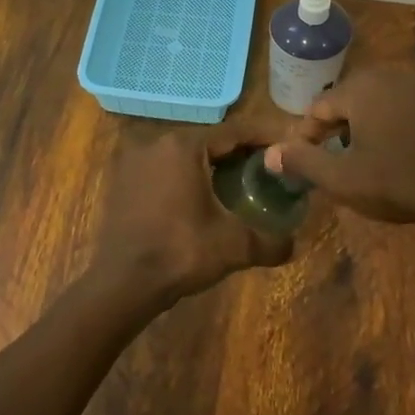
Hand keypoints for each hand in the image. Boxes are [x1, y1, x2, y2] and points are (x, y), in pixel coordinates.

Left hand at [96, 123, 294, 301]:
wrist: (122, 282)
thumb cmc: (180, 252)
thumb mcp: (235, 246)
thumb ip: (271, 241)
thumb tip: (293, 245)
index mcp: (183, 146)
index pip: (234, 132)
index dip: (264, 138)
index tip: (286, 146)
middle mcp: (155, 143)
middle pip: (208, 141)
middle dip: (238, 153)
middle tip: (266, 168)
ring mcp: (133, 162)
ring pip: (183, 156)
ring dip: (210, 166)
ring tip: (237, 184)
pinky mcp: (122, 183)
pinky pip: (162, 171)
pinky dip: (184, 178)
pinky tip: (201, 200)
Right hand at [267, 68, 414, 226]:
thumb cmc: (400, 182)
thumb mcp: (342, 179)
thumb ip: (302, 162)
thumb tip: (269, 154)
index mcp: (359, 88)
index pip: (316, 109)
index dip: (305, 139)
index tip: (303, 167)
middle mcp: (384, 76)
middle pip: (341, 102)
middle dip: (330, 133)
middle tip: (328, 167)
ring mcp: (412, 85)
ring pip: (366, 105)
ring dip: (354, 131)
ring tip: (353, 163)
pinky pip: (391, 108)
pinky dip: (379, 127)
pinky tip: (384, 155)